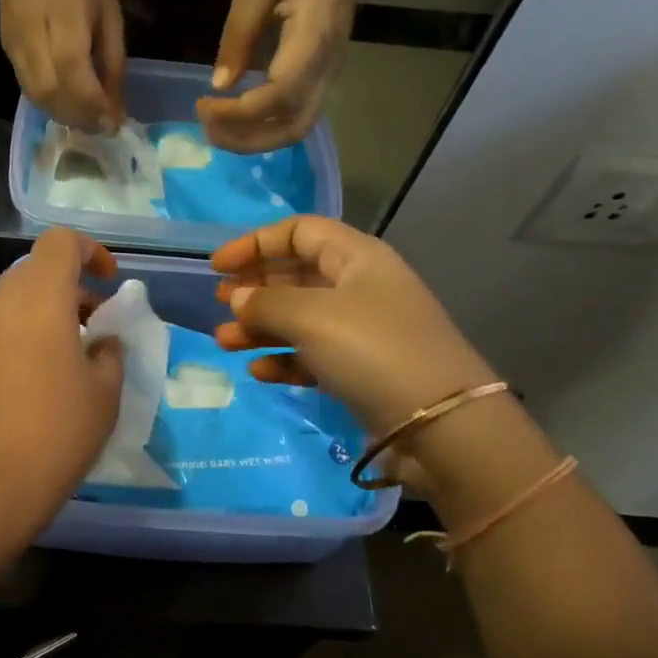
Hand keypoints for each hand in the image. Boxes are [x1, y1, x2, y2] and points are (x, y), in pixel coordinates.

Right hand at [0, 0, 125, 133]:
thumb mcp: (108, 6)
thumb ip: (112, 57)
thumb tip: (116, 107)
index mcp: (64, 12)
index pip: (73, 68)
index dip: (93, 102)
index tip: (114, 123)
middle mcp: (33, 33)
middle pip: (50, 90)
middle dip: (78, 116)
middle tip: (102, 127)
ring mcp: (14, 45)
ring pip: (36, 96)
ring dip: (64, 116)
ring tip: (88, 121)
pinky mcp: (7, 52)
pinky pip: (29, 90)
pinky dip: (51, 105)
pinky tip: (69, 106)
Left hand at [0, 229, 124, 528]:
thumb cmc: (54, 432)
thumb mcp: (104, 394)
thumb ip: (109, 354)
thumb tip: (102, 342)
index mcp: (38, 297)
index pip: (60, 241)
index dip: (90, 252)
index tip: (109, 284)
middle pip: (35, 273)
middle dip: (69, 291)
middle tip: (94, 330)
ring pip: (12, 305)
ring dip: (43, 317)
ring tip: (67, 361)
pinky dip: (19, 340)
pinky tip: (33, 385)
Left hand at [198, 0, 367, 152]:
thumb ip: (238, 33)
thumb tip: (219, 84)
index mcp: (313, 39)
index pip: (280, 95)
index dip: (239, 112)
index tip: (204, 104)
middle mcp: (326, 69)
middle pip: (291, 127)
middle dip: (245, 138)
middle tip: (206, 127)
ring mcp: (328, 80)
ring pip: (295, 130)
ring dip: (253, 141)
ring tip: (216, 129)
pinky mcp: (321, 83)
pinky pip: (295, 120)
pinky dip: (263, 131)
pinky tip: (234, 121)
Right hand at [210, 217, 497, 436]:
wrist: (441, 425)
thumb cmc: (372, 350)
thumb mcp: (311, 317)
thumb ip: (266, 302)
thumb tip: (237, 297)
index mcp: (356, 257)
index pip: (299, 232)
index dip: (255, 243)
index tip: (217, 266)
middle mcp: (360, 287)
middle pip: (297, 274)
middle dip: (255, 287)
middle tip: (220, 304)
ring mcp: (362, 330)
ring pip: (300, 317)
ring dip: (260, 327)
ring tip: (225, 342)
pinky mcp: (361, 369)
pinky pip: (312, 354)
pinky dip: (284, 358)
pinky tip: (259, 370)